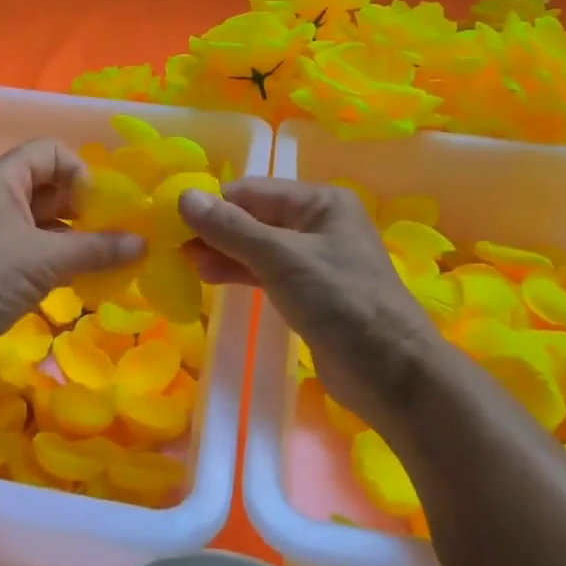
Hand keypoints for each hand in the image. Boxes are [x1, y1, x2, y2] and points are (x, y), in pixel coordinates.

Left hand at [0, 140, 145, 387]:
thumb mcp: (47, 258)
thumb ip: (98, 248)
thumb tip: (144, 244)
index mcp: (0, 178)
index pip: (50, 152)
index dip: (79, 173)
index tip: (98, 209)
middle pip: (48, 185)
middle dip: (82, 208)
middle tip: (109, 235)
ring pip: (42, 221)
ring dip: (73, 237)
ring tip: (103, 259)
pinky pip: (32, 249)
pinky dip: (57, 258)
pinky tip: (80, 278)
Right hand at [179, 179, 441, 430]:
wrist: (393, 375)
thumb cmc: (341, 303)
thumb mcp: (282, 259)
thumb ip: (231, 228)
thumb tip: (183, 196)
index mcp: (320, 202)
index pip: (252, 191)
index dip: (213, 204)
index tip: (172, 221)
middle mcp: (318, 223)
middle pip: (254, 217)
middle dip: (216, 230)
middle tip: (174, 248)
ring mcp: (315, 260)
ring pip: (258, 247)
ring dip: (223, 253)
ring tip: (186, 265)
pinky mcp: (310, 293)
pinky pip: (267, 273)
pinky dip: (240, 273)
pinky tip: (210, 279)